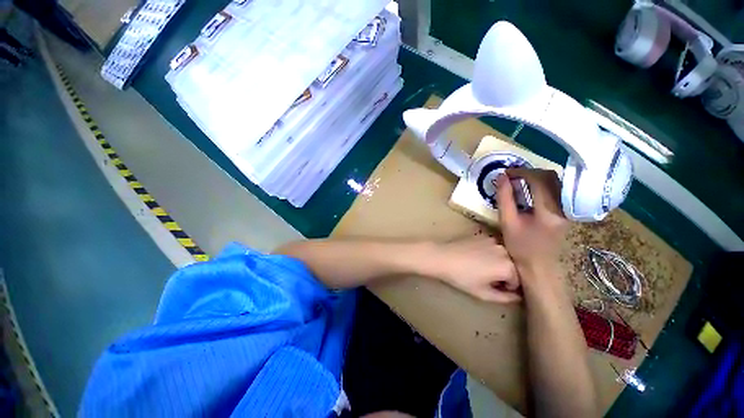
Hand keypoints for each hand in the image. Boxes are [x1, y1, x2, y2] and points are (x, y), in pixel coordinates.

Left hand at [425, 236, 520, 302]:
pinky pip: (494, 247)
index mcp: (508, 267)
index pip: (518, 281)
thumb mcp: (482, 293)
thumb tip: (518, 297)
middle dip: (505, 275)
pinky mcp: (484, 235)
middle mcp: (505, 251)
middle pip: (513, 267)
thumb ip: (504, 297)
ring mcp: (494, 241)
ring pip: (504, 256)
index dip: (508, 287)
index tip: (496, 288)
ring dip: (499, 263)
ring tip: (482, 268)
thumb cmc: (461, 277)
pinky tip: (477, 257)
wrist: (442, 257)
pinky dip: (491, 253)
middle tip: (490, 279)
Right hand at [494, 168, 568, 280]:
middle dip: (530, 172)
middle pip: (552, 178)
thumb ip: (504, 198)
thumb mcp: (507, 222)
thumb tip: (501, 177)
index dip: (522, 172)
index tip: (506, 173)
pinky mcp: (567, 211)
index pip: (540, 181)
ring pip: (556, 182)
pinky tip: (530, 189)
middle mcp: (564, 207)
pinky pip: (557, 189)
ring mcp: (568, 209)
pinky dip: (542, 184)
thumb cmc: (520, 246)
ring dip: (536, 177)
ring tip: (519, 180)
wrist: (538, 265)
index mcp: (549, 212)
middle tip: (512, 176)